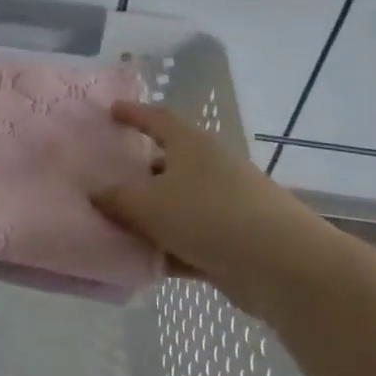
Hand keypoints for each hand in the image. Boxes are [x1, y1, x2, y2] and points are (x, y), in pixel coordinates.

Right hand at [91, 103, 335, 297]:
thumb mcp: (149, 205)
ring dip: (150, 217)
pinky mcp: (233, 240)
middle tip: (104, 181)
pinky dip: (167, 248)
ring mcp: (224, 204)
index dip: (133, 114)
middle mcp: (209, 168)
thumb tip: (94, 193)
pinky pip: (189, 239)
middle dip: (137, 173)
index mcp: (191, 145)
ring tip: (113, 227)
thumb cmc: (208, 216)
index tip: (111, 112)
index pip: (157, 119)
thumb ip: (116, 199)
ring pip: (176, 205)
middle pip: (166, 163)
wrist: (280, 264)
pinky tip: (142, 263)